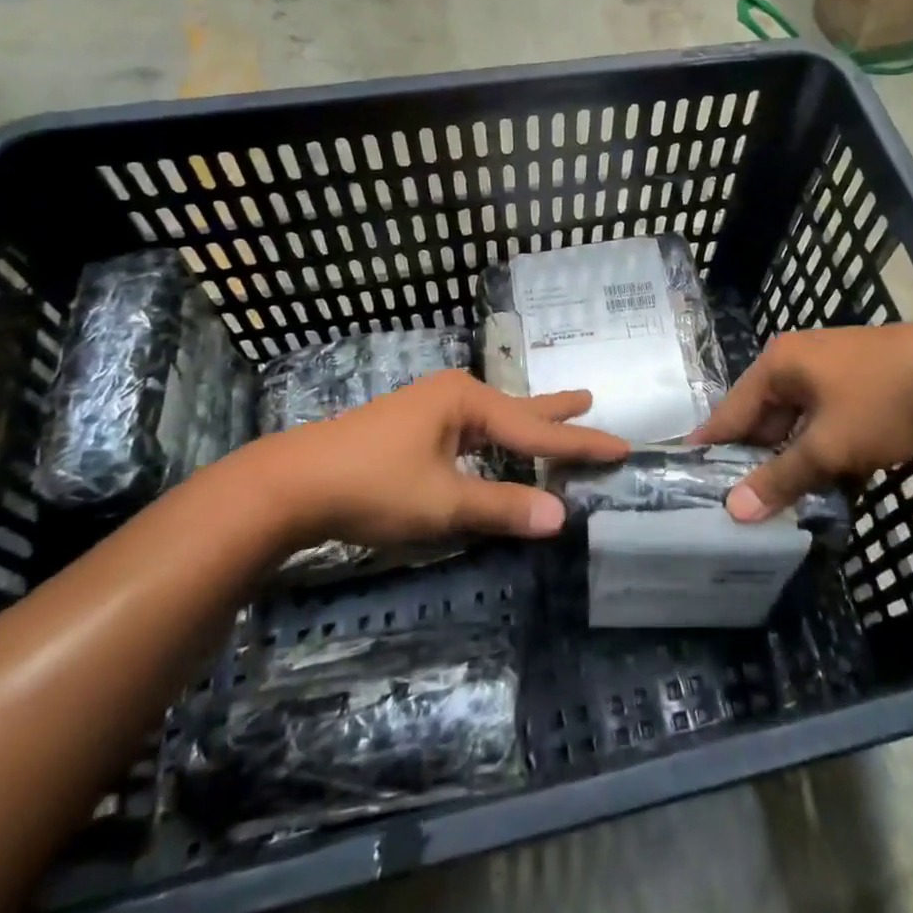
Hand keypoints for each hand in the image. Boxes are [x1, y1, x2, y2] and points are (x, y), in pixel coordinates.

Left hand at [271, 369, 628, 545]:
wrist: (291, 483)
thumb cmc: (371, 485)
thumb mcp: (442, 502)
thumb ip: (501, 508)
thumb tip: (561, 517)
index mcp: (466, 402)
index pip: (535, 431)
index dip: (580, 444)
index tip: (621, 447)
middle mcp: (453, 396)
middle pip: (517, 410)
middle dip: (554, 412)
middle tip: (589, 399)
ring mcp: (429, 409)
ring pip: (492, 420)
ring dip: (524, 424)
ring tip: (556, 413)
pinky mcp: (411, 429)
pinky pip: (471, 431)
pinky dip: (496, 439)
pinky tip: (495, 444)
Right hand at [690, 321, 912, 520]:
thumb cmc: (882, 401)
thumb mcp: (828, 446)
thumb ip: (781, 477)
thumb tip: (736, 510)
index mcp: (778, 364)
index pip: (731, 411)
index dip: (710, 445)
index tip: (687, 476)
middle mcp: (797, 361)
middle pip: (763, 416)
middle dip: (755, 458)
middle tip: (736, 501)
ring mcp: (831, 370)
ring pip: (798, 422)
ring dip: (792, 459)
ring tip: (776, 500)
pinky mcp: (860, 383)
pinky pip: (826, 421)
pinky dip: (822, 449)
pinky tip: (824, 483)